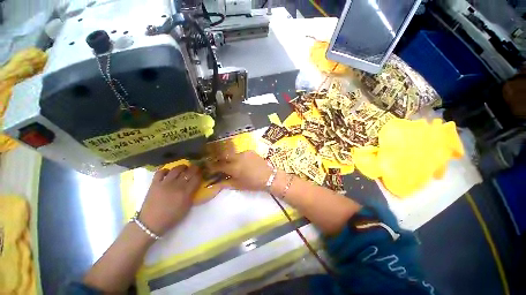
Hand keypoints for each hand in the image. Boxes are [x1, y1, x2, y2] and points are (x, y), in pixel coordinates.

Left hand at [139, 165, 200, 235]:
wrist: (151, 223)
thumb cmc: (172, 217)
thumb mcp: (187, 207)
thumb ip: (192, 195)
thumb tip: (195, 185)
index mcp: (186, 192)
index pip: (196, 178)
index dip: (200, 173)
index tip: (201, 171)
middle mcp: (177, 185)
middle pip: (188, 172)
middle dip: (194, 168)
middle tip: (195, 167)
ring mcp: (165, 183)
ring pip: (176, 169)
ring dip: (182, 167)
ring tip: (184, 168)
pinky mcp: (155, 183)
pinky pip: (160, 172)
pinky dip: (165, 170)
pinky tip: (168, 172)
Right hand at [211, 150, 272, 190]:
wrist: (269, 177)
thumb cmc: (253, 183)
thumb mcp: (238, 185)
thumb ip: (225, 183)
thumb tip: (214, 183)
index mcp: (233, 167)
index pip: (218, 165)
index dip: (212, 167)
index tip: (209, 169)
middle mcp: (237, 157)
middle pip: (224, 155)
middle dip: (219, 159)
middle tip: (219, 164)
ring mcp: (244, 153)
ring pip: (233, 154)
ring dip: (230, 158)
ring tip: (233, 164)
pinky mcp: (250, 151)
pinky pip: (241, 153)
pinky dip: (239, 157)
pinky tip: (243, 162)